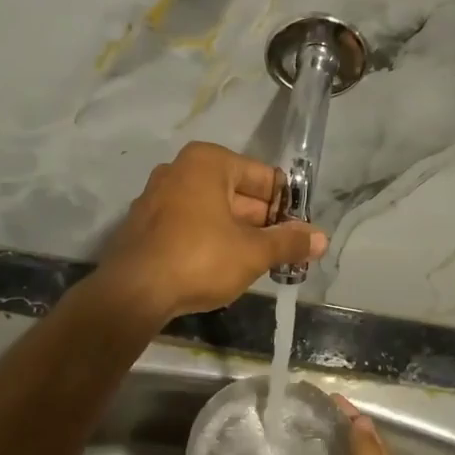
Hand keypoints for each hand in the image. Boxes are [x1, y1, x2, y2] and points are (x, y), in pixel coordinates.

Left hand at [97, 142, 326, 319]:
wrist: (133, 292)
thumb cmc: (200, 259)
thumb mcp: (253, 252)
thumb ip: (289, 242)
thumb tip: (322, 238)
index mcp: (208, 162)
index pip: (264, 178)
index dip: (286, 207)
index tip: (299, 235)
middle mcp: (179, 169)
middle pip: (238, 193)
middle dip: (263, 223)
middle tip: (284, 253)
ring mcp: (157, 196)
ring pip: (213, 211)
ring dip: (238, 234)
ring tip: (259, 263)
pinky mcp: (145, 224)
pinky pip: (190, 224)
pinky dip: (209, 239)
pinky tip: (222, 267)